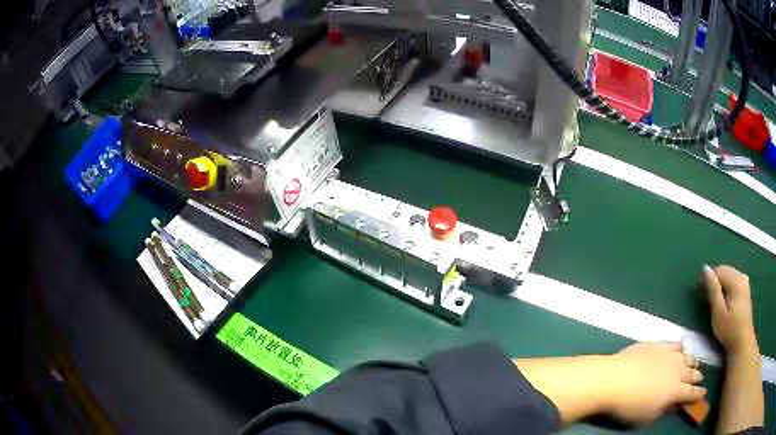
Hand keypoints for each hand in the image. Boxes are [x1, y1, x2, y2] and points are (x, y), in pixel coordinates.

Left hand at [603, 343, 705, 424]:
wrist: (613, 379)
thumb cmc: (629, 406)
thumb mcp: (647, 417)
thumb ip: (663, 410)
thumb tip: (674, 404)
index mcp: (675, 390)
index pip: (690, 393)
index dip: (697, 394)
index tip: (703, 393)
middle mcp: (676, 370)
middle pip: (690, 373)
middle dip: (697, 376)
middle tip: (701, 378)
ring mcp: (667, 355)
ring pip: (685, 356)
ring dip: (691, 361)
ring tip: (695, 363)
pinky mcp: (657, 345)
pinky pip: (673, 344)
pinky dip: (679, 348)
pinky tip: (681, 348)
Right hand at [702, 265, 757, 355]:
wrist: (742, 342)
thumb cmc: (729, 330)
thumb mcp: (718, 312)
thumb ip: (713, 290)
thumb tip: (705, 268)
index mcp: (736, 279)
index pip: (719, 270)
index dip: (708, 278)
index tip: (698, 291)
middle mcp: (742, 276)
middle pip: (725, 271)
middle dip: (714, 281)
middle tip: (704, 297)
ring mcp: (745, 283)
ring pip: (729, 277)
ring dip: (720, 285)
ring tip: (713, 300)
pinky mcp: (745, 291)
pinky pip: (733, 283)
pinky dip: (726, 288)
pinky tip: (723, 301)